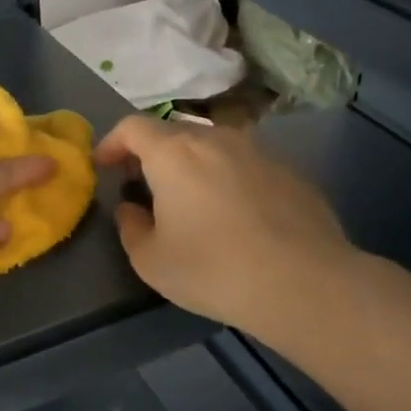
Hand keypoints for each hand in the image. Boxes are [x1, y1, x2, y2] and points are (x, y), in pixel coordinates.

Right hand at [94, 115, 352, 339]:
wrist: (305, 284)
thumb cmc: (213, 270)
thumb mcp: (150, 260)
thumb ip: (130, 226)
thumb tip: (131, 208)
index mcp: (173, 153)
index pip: (132, 126)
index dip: (112, 142)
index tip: (104, 166)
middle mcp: (215, 139)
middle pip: (173, 131)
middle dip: (150, 152)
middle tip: (143, 184)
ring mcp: (258, 152)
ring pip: (212, 145)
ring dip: (191, 164)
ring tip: (189, 199)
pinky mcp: (290, 172)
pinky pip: (245, 164)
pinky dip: (227, 178)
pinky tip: (233, 216)